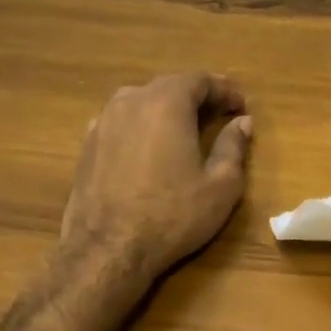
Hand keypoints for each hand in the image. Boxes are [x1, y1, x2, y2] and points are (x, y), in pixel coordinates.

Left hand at [60, 72, 251, 279]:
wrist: (106, 251)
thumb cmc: (172, 215)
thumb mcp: (221, 185)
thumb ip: (233, 146)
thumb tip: (242, 123)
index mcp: (166, 103)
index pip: (200, 79)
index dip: (225, 89)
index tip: (242, 107)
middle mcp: (131, 102)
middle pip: (169, 85)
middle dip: (197, 96)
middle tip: (220, 114)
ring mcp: (103, 122)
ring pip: (142, 101)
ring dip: (167, 108)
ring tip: (187, 129)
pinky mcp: (87, 145)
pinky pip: (122, 121)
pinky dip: (143, 125)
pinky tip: (152, 148)